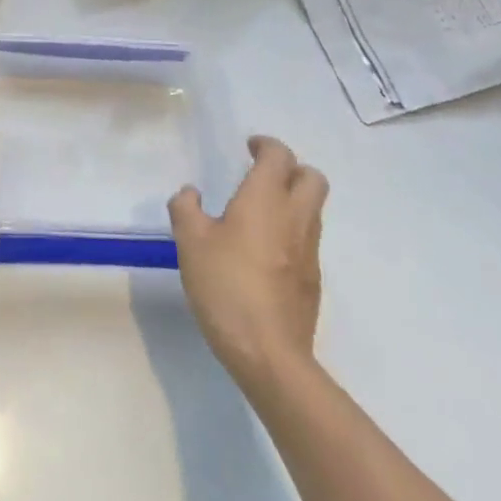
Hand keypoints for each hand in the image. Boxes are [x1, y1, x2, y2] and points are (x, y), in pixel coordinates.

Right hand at [169, 136, 328, 389]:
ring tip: (260, 212)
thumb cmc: (226, 286)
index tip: (249, 147)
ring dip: (294, 200)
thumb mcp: (190, 242)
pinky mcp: (313, 282)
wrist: (269, 355)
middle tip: (263, 174)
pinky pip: (308, 240)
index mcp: (265, 199)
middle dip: (291, 168)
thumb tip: (190, 193)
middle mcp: (295, 218)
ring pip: (313, 209)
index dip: (266, 145)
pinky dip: (292, 232)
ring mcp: (309, 251)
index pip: (279, 156)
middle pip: (312, 178)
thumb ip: (186, 209)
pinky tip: (264, 252)